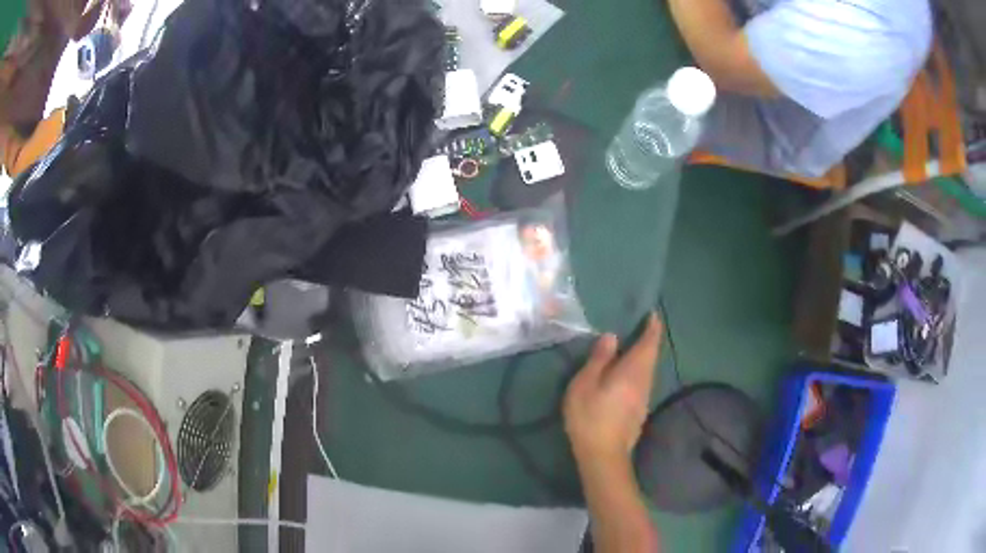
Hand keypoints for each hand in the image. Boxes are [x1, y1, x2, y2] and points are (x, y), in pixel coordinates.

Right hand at [563, 313, 662, 466]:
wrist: (603, 455)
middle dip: (648, 341)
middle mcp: (644, 382)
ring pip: (647, 371)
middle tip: (640, 327)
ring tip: (631, 348)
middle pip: (651, 356)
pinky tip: (625, 376)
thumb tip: (612, 336)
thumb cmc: (590, 416)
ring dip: (643, 357)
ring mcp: (644, 398)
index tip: (652, 314)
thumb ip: (599, 359)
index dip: (652, 327)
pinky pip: (642, 383)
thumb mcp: (586, 383)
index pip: (649, 343)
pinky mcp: (639, 411)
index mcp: (633, 370)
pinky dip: (638, 372)